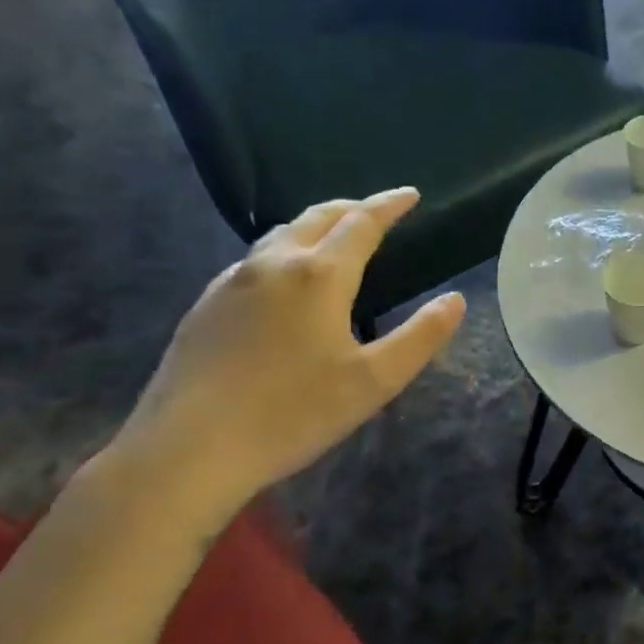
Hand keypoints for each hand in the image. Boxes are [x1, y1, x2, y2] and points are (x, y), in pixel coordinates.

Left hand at [112, 189, 463, 522]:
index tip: (410, 195)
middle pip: (317, 218)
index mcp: (319, 276)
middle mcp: (273, 265)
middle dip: (352, 207)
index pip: (362, 224)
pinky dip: (285, 252)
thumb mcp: (375, 381)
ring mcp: (231, 283)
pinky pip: (254, 261)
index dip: (389, 206)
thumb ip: (421, 336)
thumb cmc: (293, 413)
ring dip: (315, 226)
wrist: (189, 449)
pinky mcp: (205, 307)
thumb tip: (454, 300)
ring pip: (281, 236)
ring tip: (335, 237)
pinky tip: (285, 282)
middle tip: (377, 210)